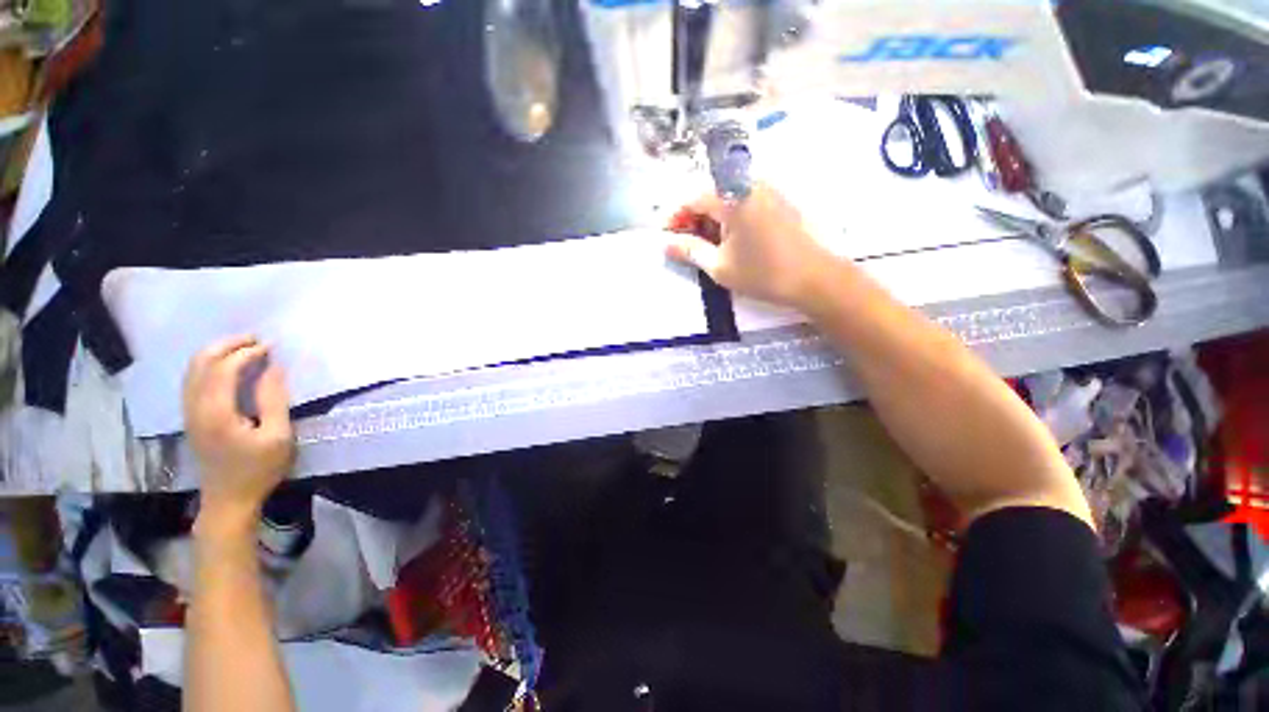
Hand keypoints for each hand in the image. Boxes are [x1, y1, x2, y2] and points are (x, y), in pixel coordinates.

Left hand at [183, 336, 293, 537]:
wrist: (228, 500)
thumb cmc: (259, 469)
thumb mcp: (278, 436)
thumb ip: (273, 400)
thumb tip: (273, 368)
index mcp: (216, 412)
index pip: (224, 369)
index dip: (247, 353)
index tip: (271, 347)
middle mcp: (196, 407)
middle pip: (201, 363)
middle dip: (227, 345)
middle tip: (255, 339)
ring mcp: (189, 413)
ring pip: (193, 370)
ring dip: (216, 352)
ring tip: (243, 346)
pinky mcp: (191, 417)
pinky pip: (193, 380)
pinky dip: (209, 365)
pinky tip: (226, 366)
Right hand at [667, 184, 835, 309]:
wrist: (814, 279)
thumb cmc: (762, 273)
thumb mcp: (719, 266)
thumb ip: (689, 250)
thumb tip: (665, 243)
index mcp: (733, 196)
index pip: (692, 199)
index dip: (675, 218)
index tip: (667, 238)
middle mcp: (750, 185)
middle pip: (710, 196)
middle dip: (693, 220)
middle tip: (685, 246)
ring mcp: (767, 192)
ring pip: (728, 201)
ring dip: (711, 221)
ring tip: (705, 248)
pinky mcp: (778, 202)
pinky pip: (744, 204)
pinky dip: (730, 221)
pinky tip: (729, 242)